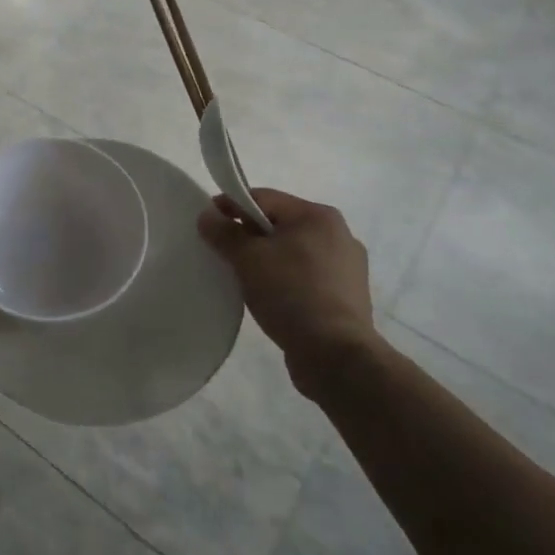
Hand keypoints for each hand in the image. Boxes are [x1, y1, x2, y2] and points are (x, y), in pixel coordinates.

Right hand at [197, 188, 377, 395]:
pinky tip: (271, 297)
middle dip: (249, 235)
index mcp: (318, 216)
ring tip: (245, 278)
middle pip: (279, 224)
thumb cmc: (291, 294)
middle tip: (223, 253)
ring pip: (293, 251)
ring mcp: (347, 267)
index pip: (264, 198)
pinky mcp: (347, 296)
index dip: (231, 206)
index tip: (208, 223)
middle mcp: (339, 234)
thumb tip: (207, 215)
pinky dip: (285, 279)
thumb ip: (224, 232)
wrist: (336, 356)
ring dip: (267, 259)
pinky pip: (306, 276)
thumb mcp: (248, 259)